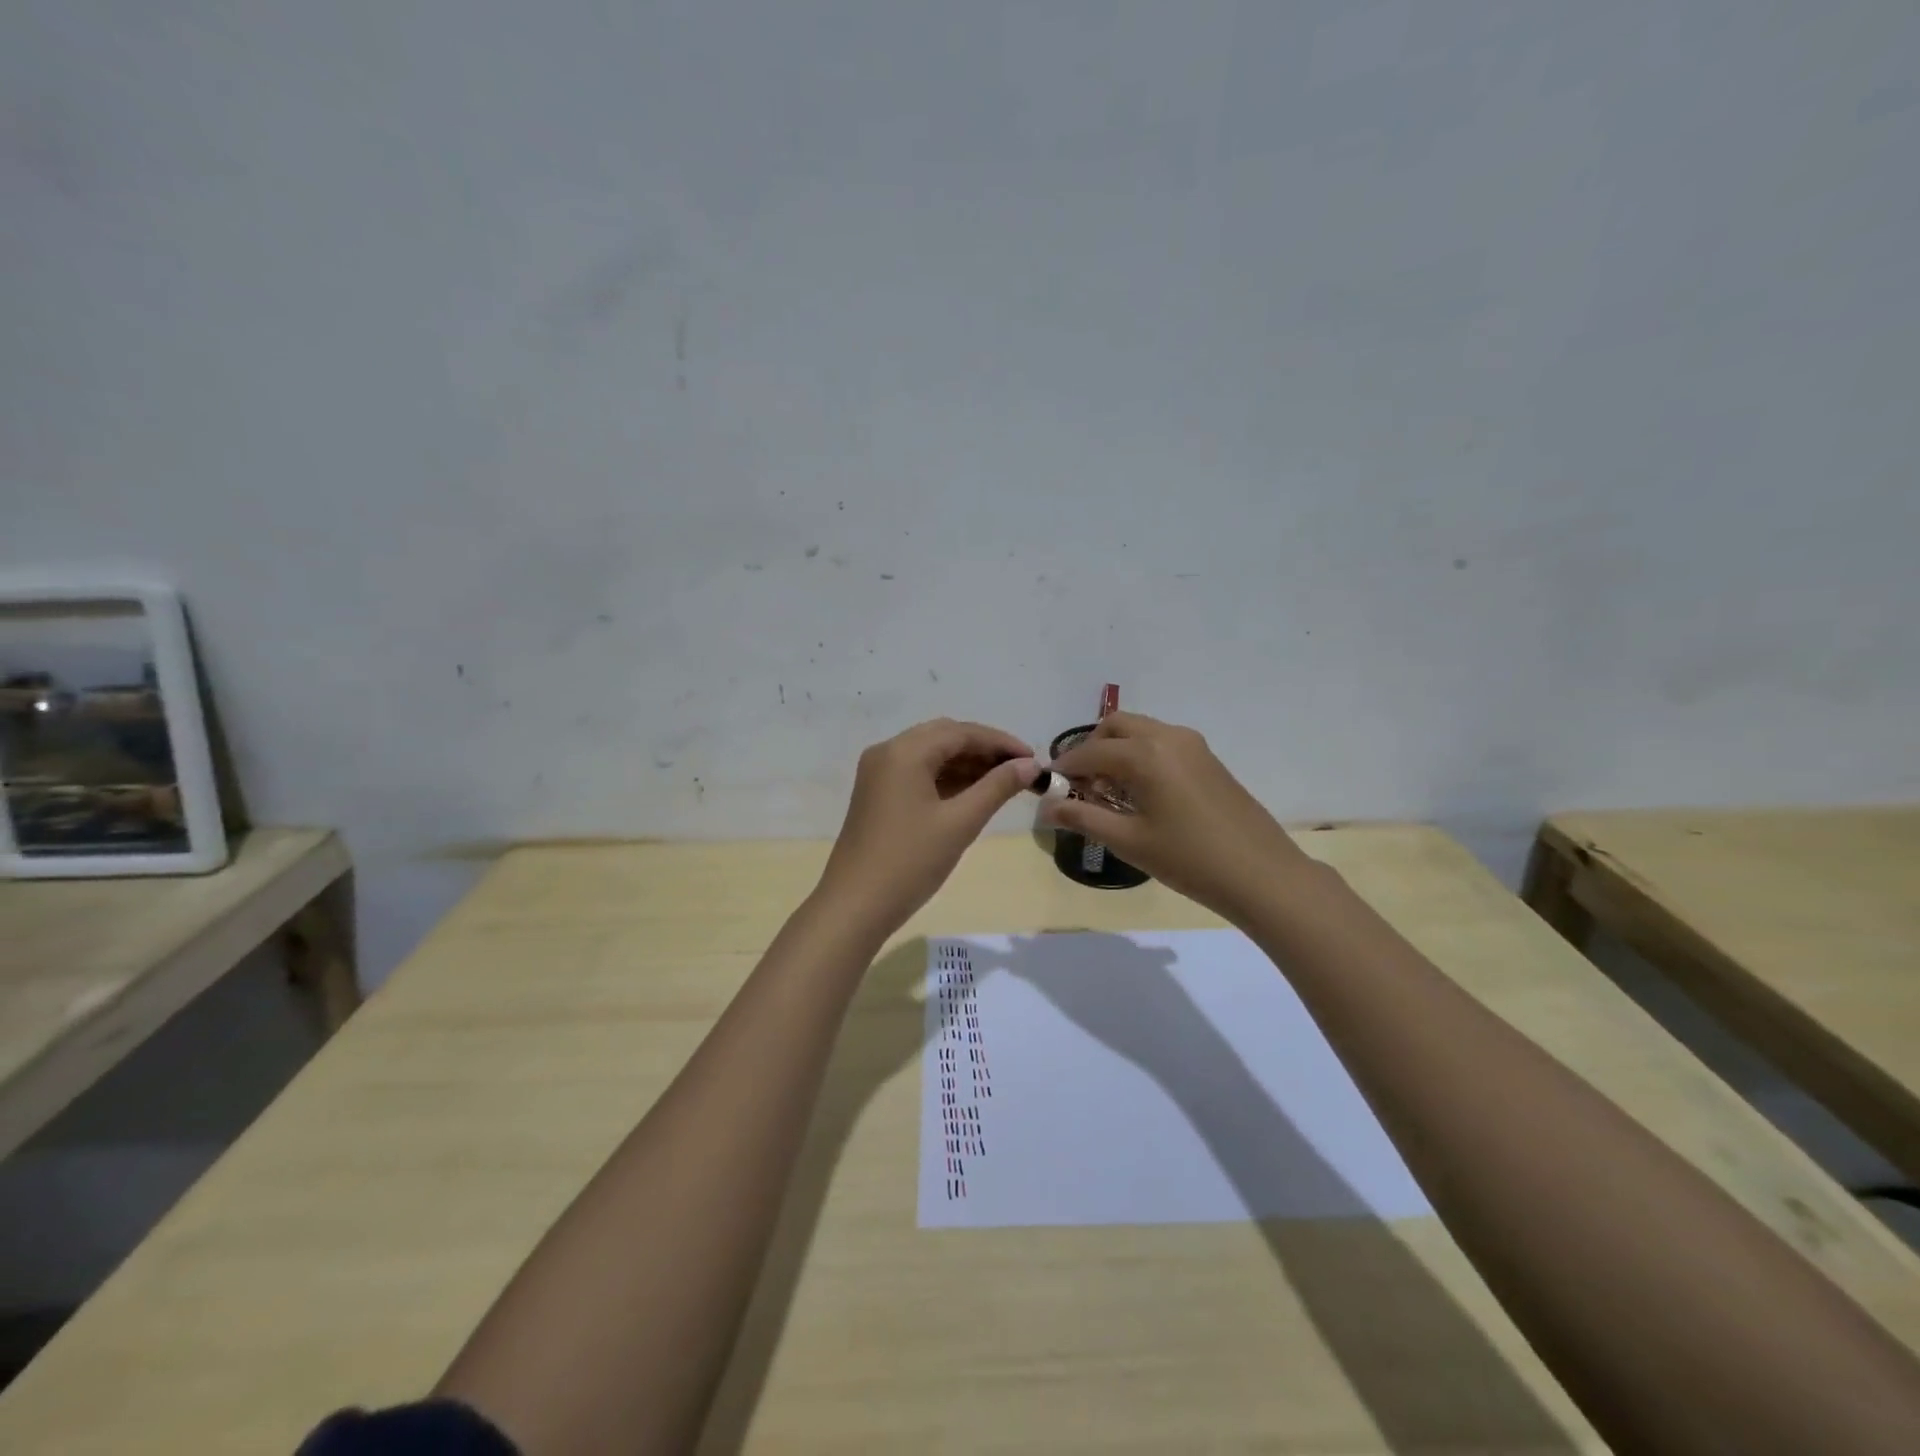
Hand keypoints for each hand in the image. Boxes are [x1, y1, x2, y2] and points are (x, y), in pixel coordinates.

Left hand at [816, 719, 1038, 934]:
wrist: (855, 906)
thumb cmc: (910, 861)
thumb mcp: (960, 823)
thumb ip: (997, 788)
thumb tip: (1030, 765)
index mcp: (904, 751)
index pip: (961, 732)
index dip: (1001, 742)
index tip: (1034, 759)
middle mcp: (887, 752)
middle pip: (945, 738)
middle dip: (984, 751)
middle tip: (1020, 771)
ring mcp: (878, 773)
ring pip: (931, 755)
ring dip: (966, 764)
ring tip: (1003, 784)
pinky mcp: (877, 794)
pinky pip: (918, 773)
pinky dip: (946, 778)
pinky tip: (973, 794)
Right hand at [1047, 712, 1314, 921]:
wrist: (1261, 874)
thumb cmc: (1188, 859)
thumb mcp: (1128, 841)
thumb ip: (1083, 818)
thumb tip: (1046, 809)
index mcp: (1144, 754)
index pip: (1089, 753)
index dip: (1064, 769)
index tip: (1048, 788)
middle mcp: (1166, 736)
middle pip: (1115, 727)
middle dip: (1090, 750)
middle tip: (1079, 786)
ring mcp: (1191, 744)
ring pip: (1140, 731)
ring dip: (1116, 751)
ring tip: (1108, 792)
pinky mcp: (1207, 757)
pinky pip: (1161, 743)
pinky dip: (1140, 755)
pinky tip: (1140, 793)